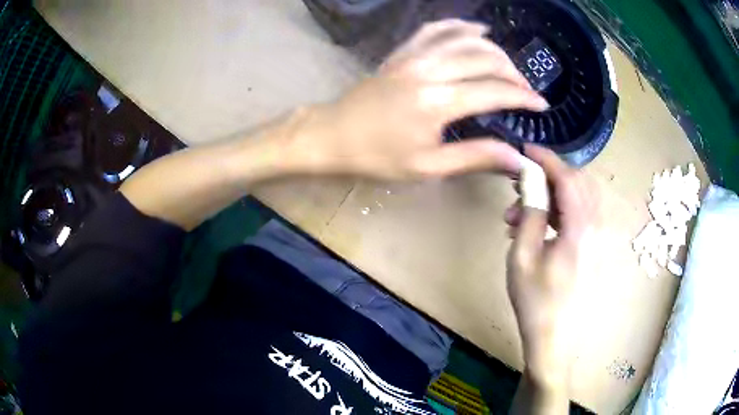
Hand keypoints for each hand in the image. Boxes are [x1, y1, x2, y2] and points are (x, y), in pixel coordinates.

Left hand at [286, 19, 548, 179]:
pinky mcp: (402, 52)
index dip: (523, 97)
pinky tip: (475, 29)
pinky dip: (458, 26)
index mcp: (437, 102)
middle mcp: (429, 70)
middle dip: (512, 72)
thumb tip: (516, 159)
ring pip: (464, 39)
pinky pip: (434, 29)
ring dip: (492, 48)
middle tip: (525, 89)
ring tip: (508, 64)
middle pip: (484, 59)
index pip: (494, 92)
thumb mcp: (427, 167)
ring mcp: (413, 56)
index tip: (541, 105)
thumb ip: (475, 157)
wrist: (333, 135)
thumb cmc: (377, 157)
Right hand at [504, 145, 598, 388]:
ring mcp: (597, 238)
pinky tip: (537, 228)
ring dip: (552, 196)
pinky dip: (559, 212)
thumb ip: (530, 213)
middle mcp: (595, 227)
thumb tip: (530, 181)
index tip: (525, 150)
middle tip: (521, 185)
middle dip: (549, 176)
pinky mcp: (593, 248)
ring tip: (520, 214)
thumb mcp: (523, 256)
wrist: (555, 338)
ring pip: (579, 198)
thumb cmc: (535, 300)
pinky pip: (580, 216)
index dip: (546, 159)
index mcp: (580, 228)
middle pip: (578, 183)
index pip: (568, 178)